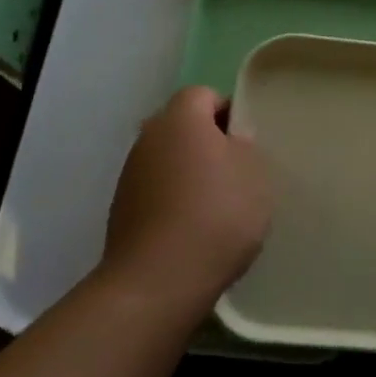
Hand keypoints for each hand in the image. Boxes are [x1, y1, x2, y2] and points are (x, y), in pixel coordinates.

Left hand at [100, 86, 271, 318]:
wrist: (158, 282)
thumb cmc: (217, 215)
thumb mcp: (254, 174)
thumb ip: (245, 146)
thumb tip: (231, 140)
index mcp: (180, 117)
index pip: (204, 95)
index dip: (228, 112)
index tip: (247, 142)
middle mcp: (148, 137)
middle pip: (183, 126)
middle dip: (208, 143)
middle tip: (236, 171)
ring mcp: (129, 175)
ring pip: (168, 159)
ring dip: (189, 173)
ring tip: (217, 206)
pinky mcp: (121, 210)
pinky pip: (156, 191)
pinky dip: (173, 201)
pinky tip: (193, 230)